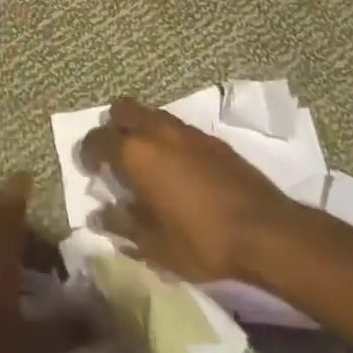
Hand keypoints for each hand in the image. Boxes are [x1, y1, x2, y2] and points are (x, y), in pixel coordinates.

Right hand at [80, 97, 300, 281]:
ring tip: (144, 162)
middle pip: (124, 109)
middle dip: (113, 127)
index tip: (88, 169)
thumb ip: (121, 224)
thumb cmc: (200, 240)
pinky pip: (177, 128)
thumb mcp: (153, 244)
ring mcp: (188, 131)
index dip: (87, 152)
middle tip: (114, 156)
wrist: (265, 231)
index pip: (98, 138)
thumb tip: (100, 214)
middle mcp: (158, 131)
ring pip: (152, 114)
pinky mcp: (212, 139)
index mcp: (137, 153)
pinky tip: (175, 168)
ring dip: (141, 130)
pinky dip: (166, 139)